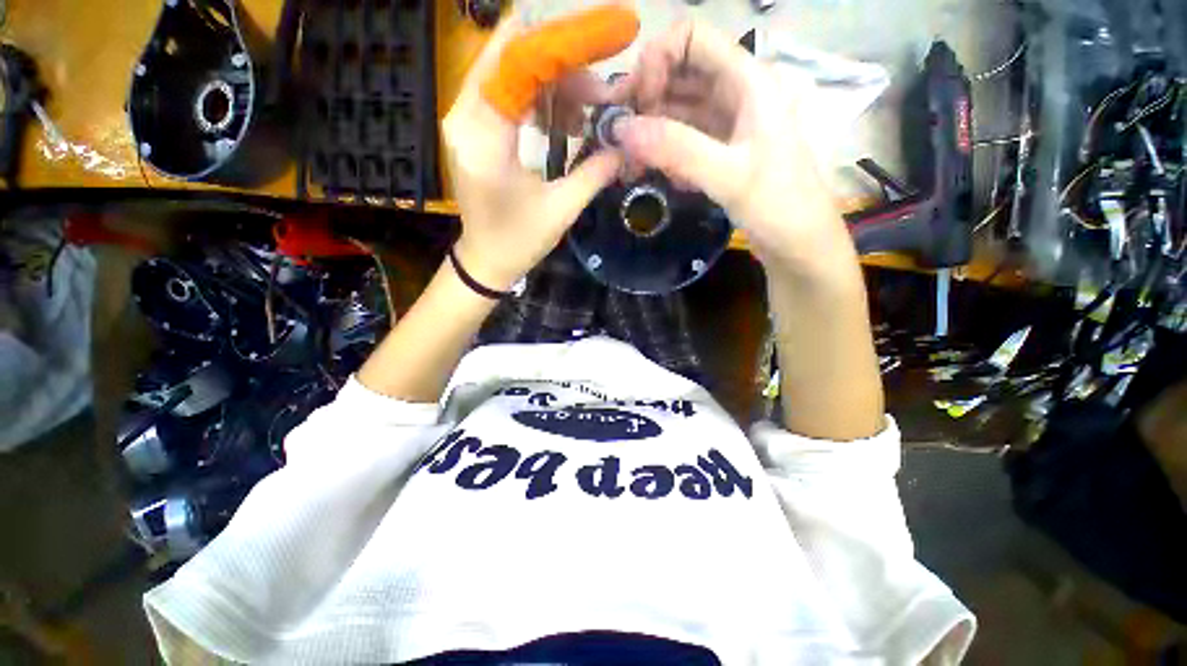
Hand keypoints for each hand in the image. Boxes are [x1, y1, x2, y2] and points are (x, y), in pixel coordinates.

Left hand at [442, 14, 632, 290]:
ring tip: (586, 111)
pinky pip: (507, 91)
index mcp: (485, 139)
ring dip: (553, 80)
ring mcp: (464, 119)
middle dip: (561, 62)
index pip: (519, 62)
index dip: (563, 44)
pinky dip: (539, 95)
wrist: (486, 260)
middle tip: (599, 90)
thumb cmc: (519, 242)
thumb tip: (626, 144)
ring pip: (510, 70)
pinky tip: (562, 119)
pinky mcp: (472, 127)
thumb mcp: (562, 210)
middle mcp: (465, 117)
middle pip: (512, 56)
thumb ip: (594, 172)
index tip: (604, 37)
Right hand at [617, 22, 855, 279]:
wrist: (798, 244)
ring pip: (677, 110)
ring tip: (630, 166)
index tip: (636, 105)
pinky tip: (657, 176)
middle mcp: (735, 94)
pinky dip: (664, 154)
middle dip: (645, 101)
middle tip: (619, 141)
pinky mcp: (719, 152)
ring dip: (650, 132)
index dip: (657, 61)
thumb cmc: (778, 205)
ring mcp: (725, 125)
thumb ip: (677, 149)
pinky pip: (682, 140)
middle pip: (678, 74)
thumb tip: (621, 129)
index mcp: (748, 81)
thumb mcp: (730, 176)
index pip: (691, 39)